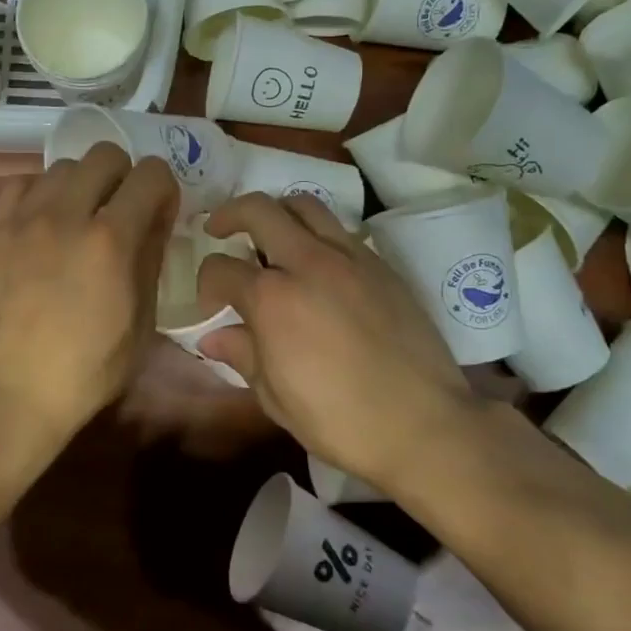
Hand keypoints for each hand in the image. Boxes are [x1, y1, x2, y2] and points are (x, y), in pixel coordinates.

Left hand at [0, 143, 179, 439]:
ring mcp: (22, 219)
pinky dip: (40, 195)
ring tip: (77, 219)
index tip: (158, 212)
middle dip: (123, 177)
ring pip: (62, 167)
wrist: (16, 390)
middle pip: (105, 155)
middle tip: (119, 210)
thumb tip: (156, 216)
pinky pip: (20, 184)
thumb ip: (151, 255)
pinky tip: (42, 223)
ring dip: (81, 185)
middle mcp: (66, 215)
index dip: (163, 189)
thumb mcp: (143, 319)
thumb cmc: (90, 366)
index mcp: (111, 240)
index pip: (151, 174)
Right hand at [197, 193, 497, 488]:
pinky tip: (316, 264)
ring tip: (270, 234)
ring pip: (303, 205)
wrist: (424, 425)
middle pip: (258, 210)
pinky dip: (316, 234)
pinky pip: (339, 230)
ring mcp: (348, 258)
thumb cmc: (340, 422)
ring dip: (277, 212)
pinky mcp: (380, 264)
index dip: (206, 284)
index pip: (221, 269)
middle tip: (220, 230)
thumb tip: (212, 337)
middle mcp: (306, 263)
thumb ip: (242, 355)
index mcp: (272, 300)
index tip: (212, 304)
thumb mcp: (276, 397)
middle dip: (229, 216)